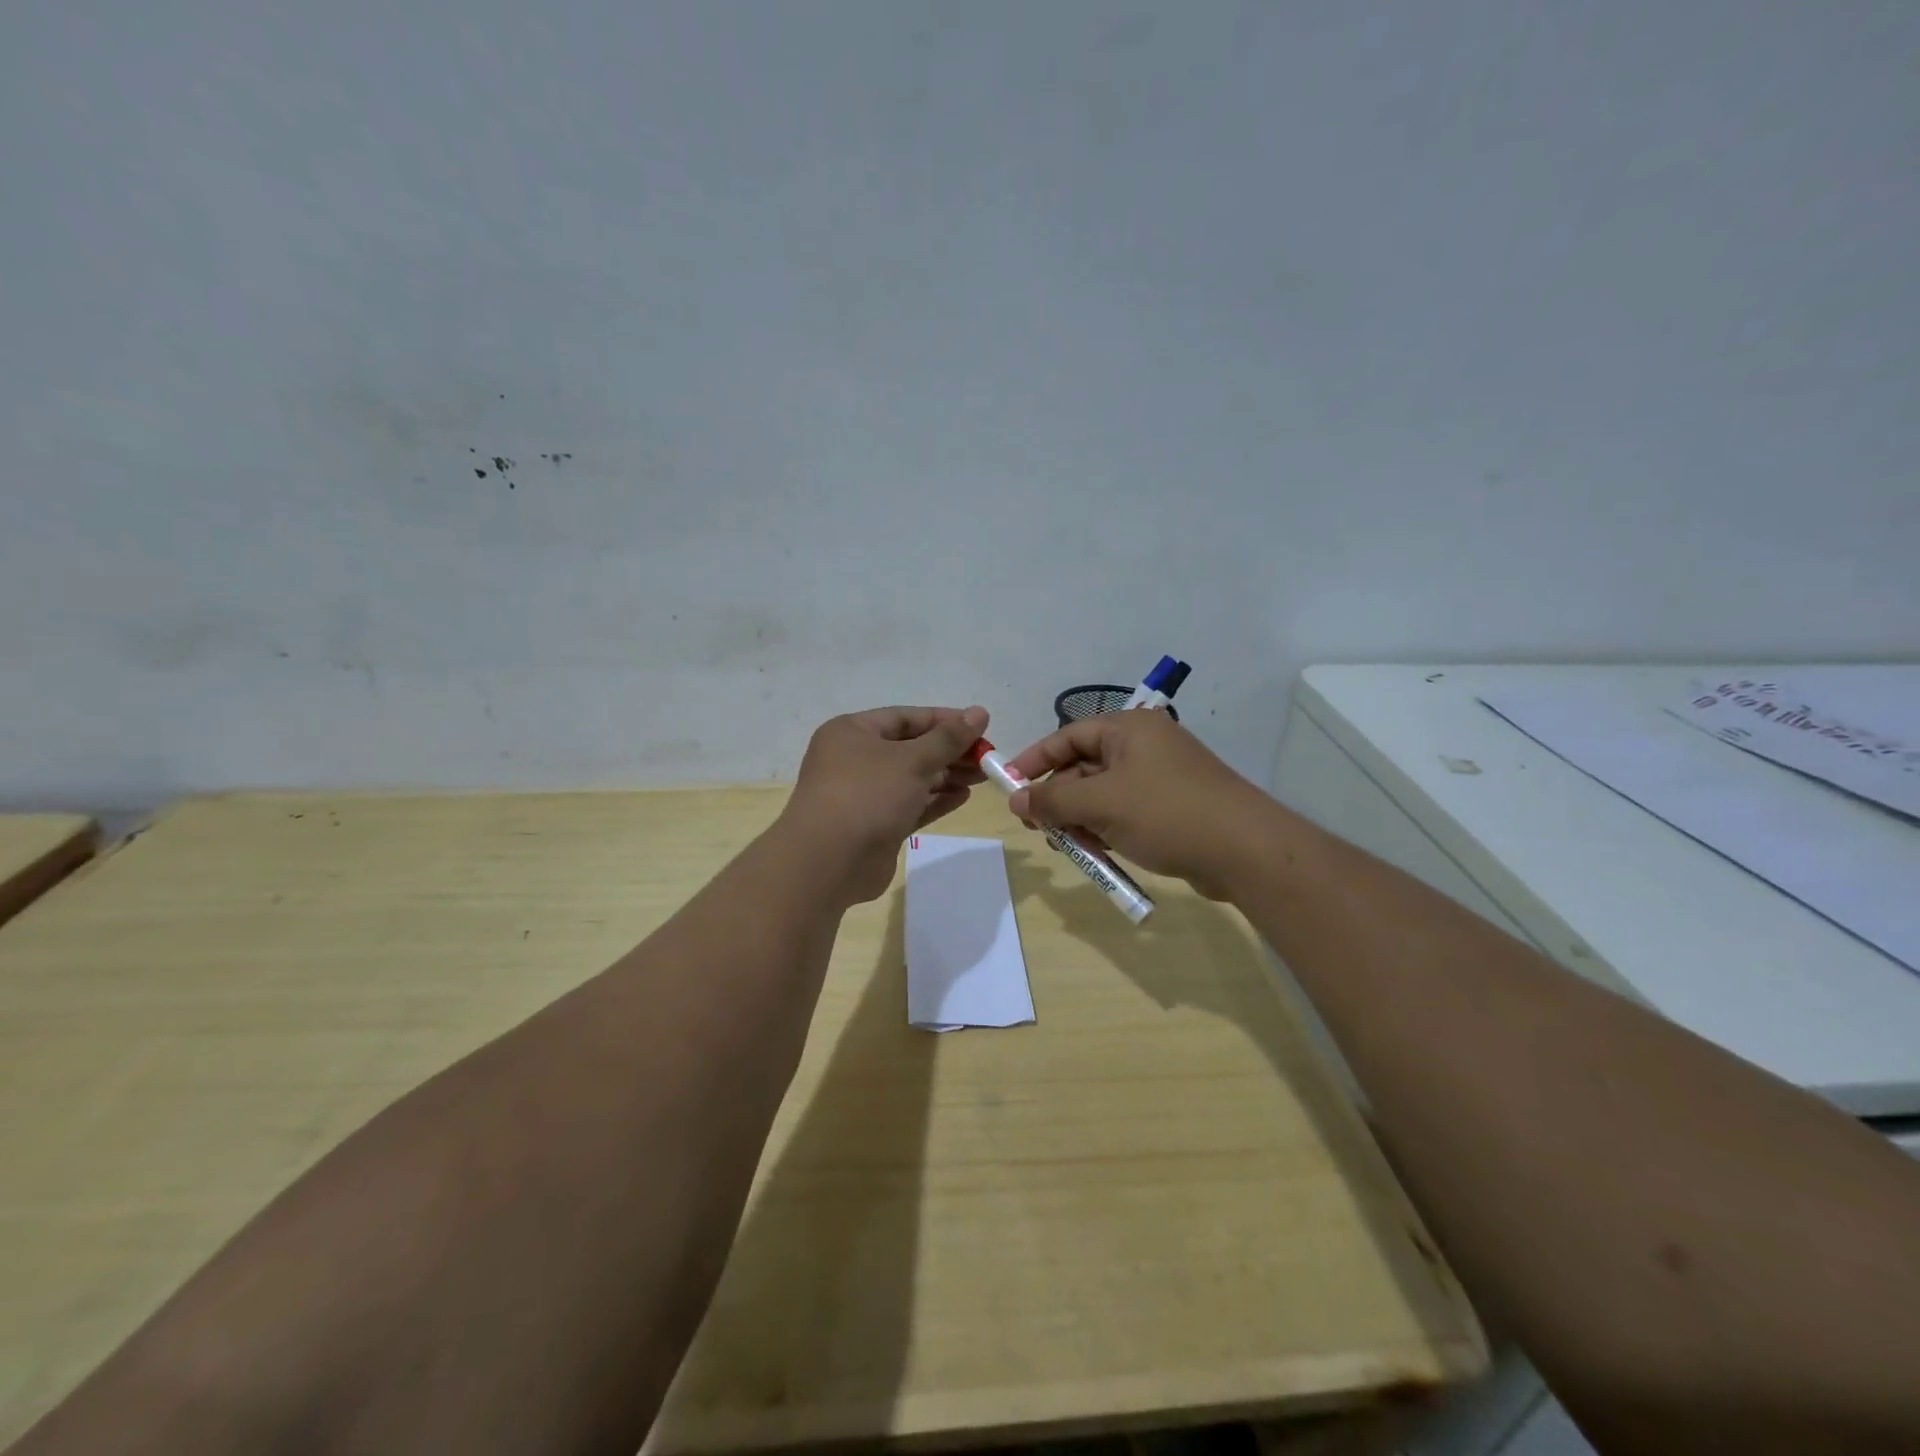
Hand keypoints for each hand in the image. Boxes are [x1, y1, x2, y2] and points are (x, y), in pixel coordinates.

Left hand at [779, 705, 989, 903]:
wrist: (828, 863)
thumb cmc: (867, 795)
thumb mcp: (912, 760)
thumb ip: (948, 738)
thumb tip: (980, 712)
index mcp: (852, 732)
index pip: (904, 717)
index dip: (944, 720)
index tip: (980, 726)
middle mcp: (854, 759)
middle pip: (910, 748)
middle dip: (949, 751)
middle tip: (987, 757)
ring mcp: (863, 794)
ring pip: (912, 778)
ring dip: (947, 776)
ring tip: (983, 777)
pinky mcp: (875, 825)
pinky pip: (910, 805)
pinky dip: (935, 800)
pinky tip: (964, 797)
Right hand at [1003, 710, 1264, 898]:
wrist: (1245, 850)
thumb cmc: (1166, 813)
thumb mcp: (1100, 804)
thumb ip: (1053, 800)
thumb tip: (1016, 800)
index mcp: (1128, 729)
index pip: (1067, 736)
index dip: (1034, 760)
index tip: (1009, 785)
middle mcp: (1144, 746)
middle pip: (1084, 766)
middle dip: (1058, 798)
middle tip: (1037, 827)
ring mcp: (1160, 777)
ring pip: (1103, 794)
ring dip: (1080, 819)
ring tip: (1067, 846)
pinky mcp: (1172, 807)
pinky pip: (1125, 812)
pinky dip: (1106, 829)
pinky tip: (1097, 853)